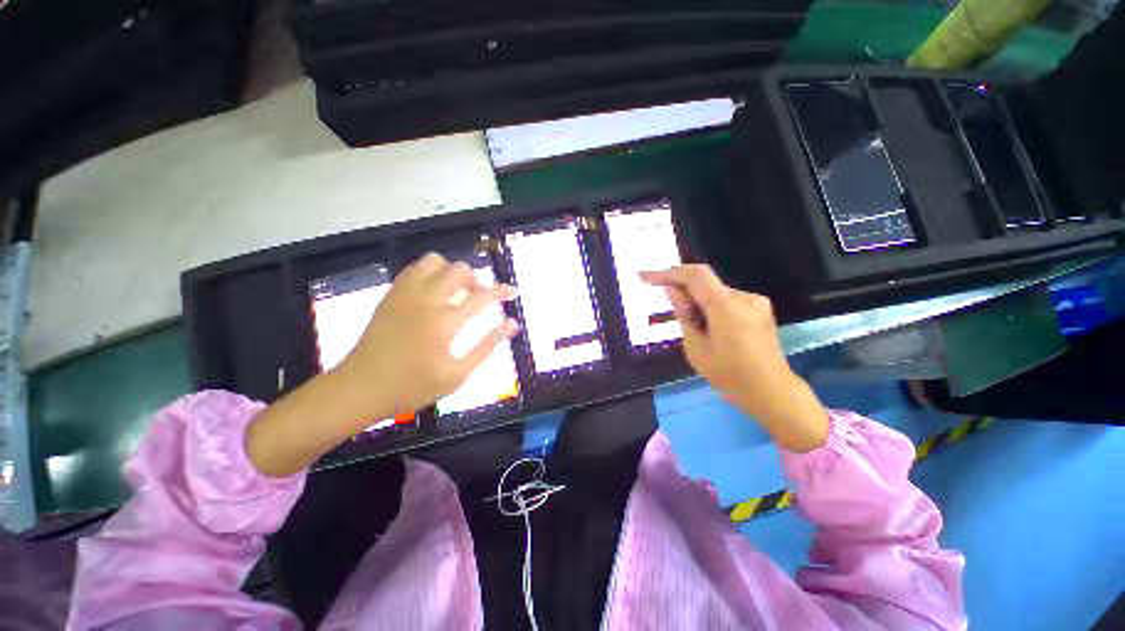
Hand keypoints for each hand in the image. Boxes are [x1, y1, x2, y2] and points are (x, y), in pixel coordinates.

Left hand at [246, 252, 517, 476]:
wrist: (359, 389)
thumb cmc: (412, 387)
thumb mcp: (457, 375)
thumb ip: (488, 346)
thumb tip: (513, 325)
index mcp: (444, 322)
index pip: (482, 296)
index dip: (501, 291)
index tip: (512, 291)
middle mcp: (426, 300)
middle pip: (459, 270)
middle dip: (477, 280)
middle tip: (479, 298)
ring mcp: (404, 294)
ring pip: (434, 261)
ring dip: (451, 272)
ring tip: (455, 292)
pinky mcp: (390, 295)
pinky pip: (414, 269)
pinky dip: (430, 273)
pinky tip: (434, 292)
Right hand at [640, 264, 827, 451]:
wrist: (772, 392)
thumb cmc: (730, 377)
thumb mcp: (697, 348)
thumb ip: (684, 315)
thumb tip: (671, 290)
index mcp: (727, 308)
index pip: (695, 275)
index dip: (668, 273)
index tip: (645, 276)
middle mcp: (744, 297)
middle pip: (704, 283)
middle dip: (683, 291)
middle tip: (672, 312)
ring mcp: (756, 301)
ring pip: (714, 291)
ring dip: (697, 302)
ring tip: (696, 329)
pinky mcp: (759, 307)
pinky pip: (725, 299)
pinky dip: (711, 307)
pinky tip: (711, 329)